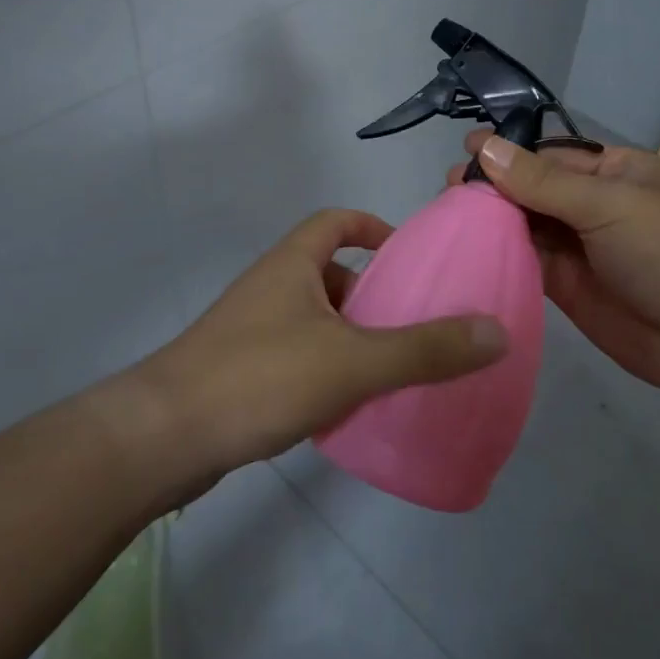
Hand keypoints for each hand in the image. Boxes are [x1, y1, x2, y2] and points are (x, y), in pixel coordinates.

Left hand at [121, 210, 506, 485]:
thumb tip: (497, 331)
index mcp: (292, 263)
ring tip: (389, 369)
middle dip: (370, 293)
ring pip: (313, 319)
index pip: (335, 220)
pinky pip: (295, 356)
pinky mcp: (238, 371)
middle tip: (412, 323)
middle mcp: (269, 286)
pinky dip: (324, 369)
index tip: (408, 256)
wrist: (163, 438)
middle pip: (328, 272)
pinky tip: (345, 406)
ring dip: (349, 336)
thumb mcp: (353, 361)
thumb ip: (425, 349)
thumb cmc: (259, 378)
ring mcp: (249, 330)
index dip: (373, 227)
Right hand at [448, 132, 659, 412]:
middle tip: (448, 187)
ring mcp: (580, 247)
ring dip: (491, 219)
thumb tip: (486, 148)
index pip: (551, 154)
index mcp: (615, 172)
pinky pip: (527, 261)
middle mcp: (594, 205)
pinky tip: (465, 247)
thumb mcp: (609, 205)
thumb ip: (543, 181)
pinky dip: (499, 254)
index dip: (510, 150)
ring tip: (447, 213)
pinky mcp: (567, 286)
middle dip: (495, 185)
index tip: (466, 148)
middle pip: (534, 187)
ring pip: (526, 224)